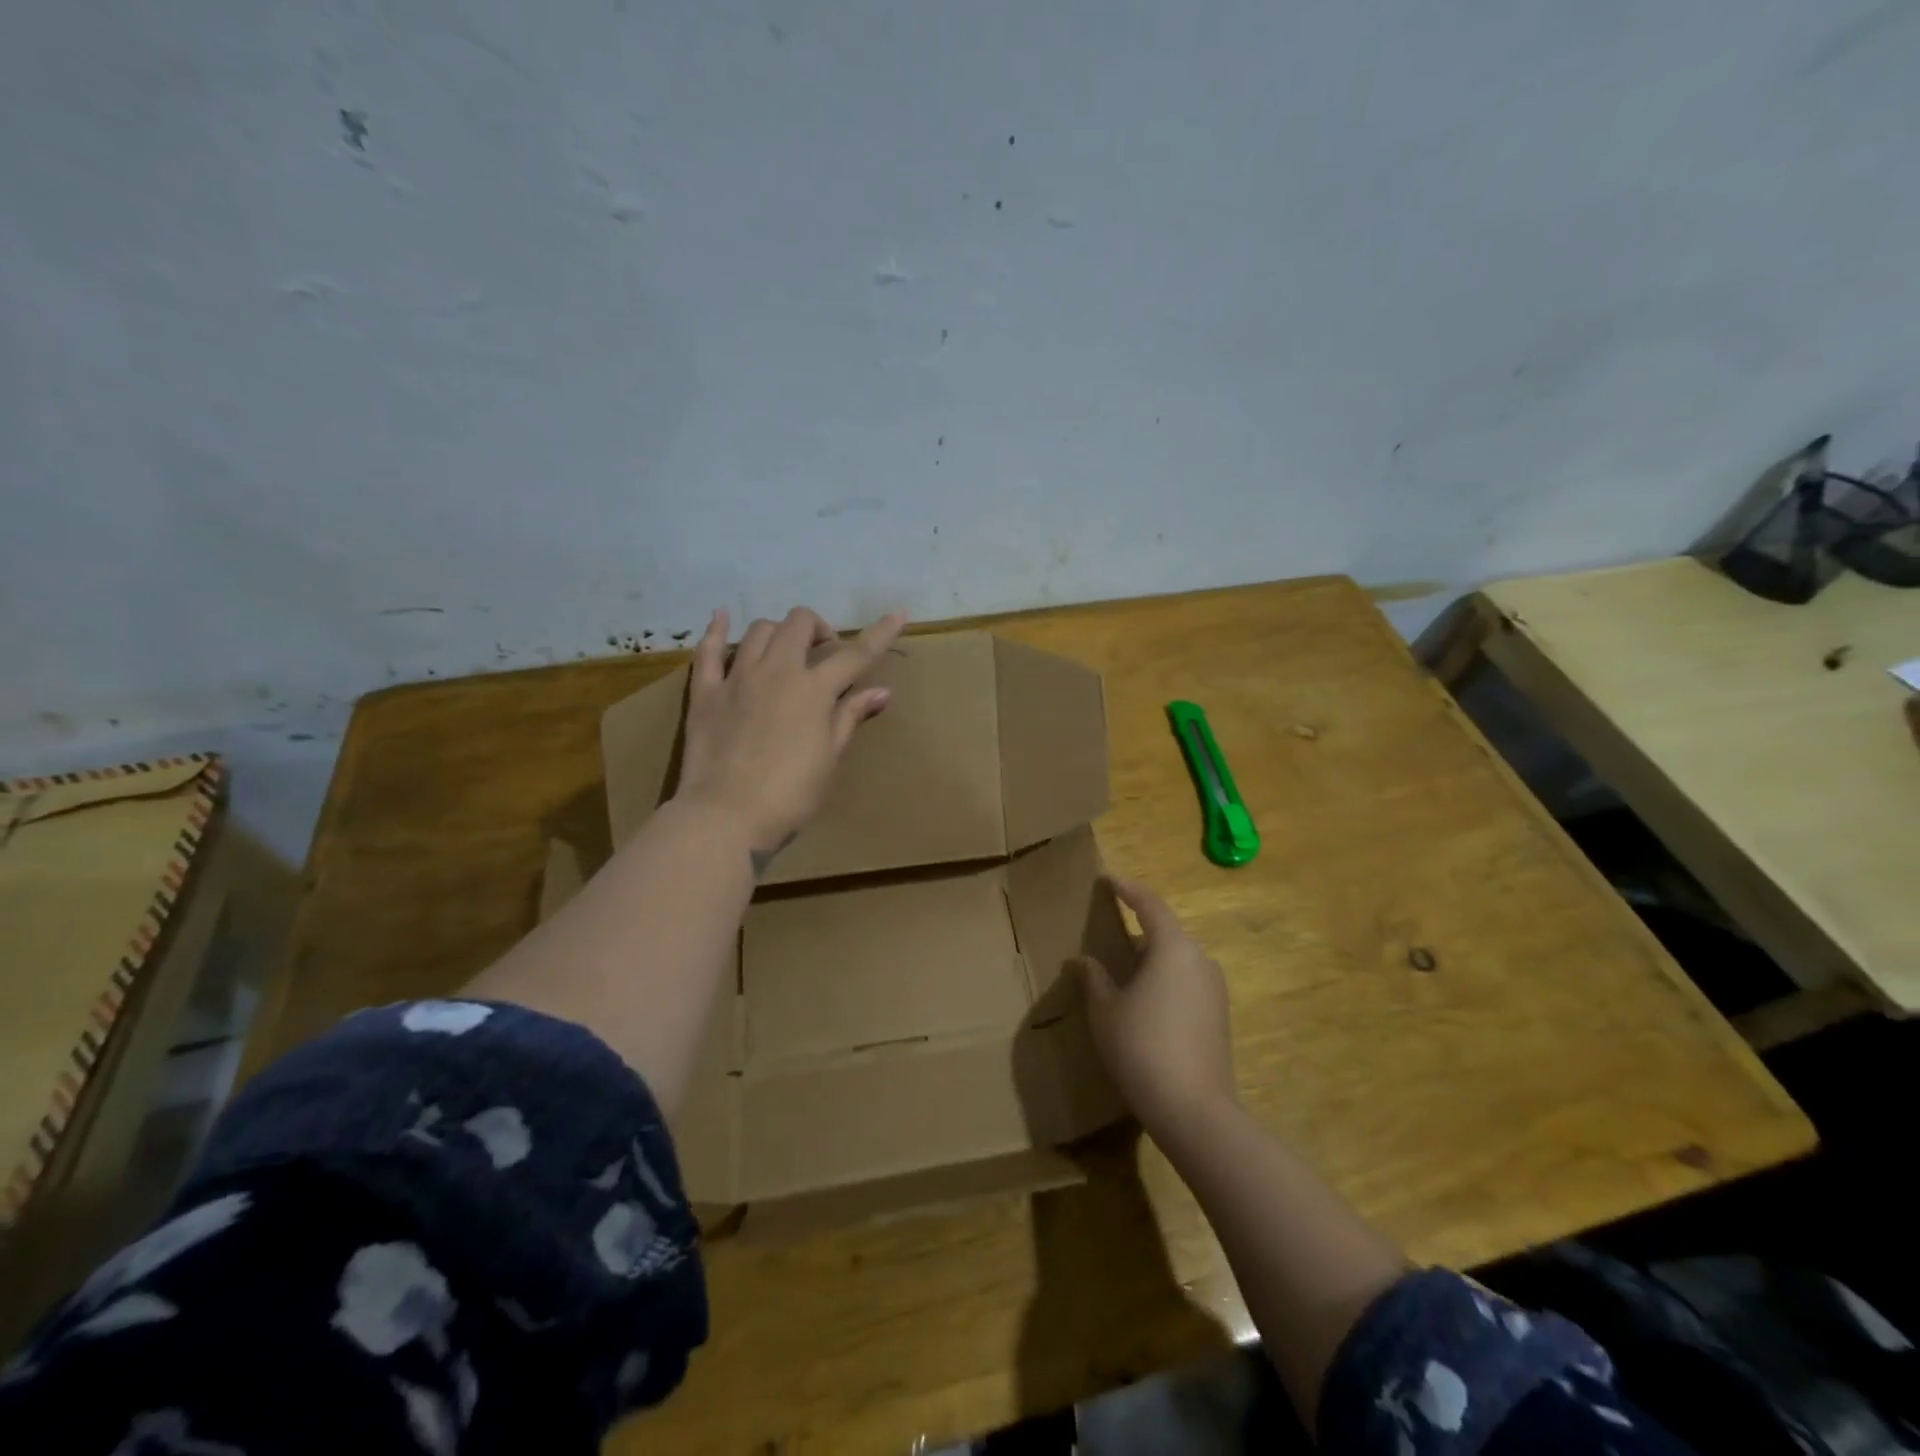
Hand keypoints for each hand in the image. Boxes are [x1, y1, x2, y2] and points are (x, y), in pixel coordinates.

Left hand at [675, 605, 905, 860]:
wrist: (726, 816)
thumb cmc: (790, 794)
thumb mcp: (829, 758)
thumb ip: (850, 717)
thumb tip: (881, 691)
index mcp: (814, 689)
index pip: (856, 654)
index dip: (880, 633)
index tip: (898, 613)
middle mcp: (777, 670)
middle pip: (800, 624)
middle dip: (818, 629)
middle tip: (824, 653)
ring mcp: (737, 677)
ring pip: (759, 630)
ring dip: (778, 632)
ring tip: (784, 651)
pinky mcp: (705, 692)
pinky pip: (708, 650)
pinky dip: (716, 630)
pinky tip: (720, 617)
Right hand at [1077, 877, 1237, 1139]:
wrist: (1193, 1110)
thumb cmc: (1141, 1047)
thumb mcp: (1105, 1010)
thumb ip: (1093, 979)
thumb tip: (1082, 961)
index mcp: (1173, 948)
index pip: (1149, 905)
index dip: (1128, 890)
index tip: (1110, 880)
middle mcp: (1200, 960)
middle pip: (1166, 933)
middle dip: (1138, 930)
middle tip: (1109, 934)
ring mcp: (1215, 989)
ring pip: (1177, 960)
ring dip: (1151, 959)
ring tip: (1122, 974)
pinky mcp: (1220, 1016)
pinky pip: (1187, 982)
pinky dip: (1164, 981)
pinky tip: (1145, 1004)